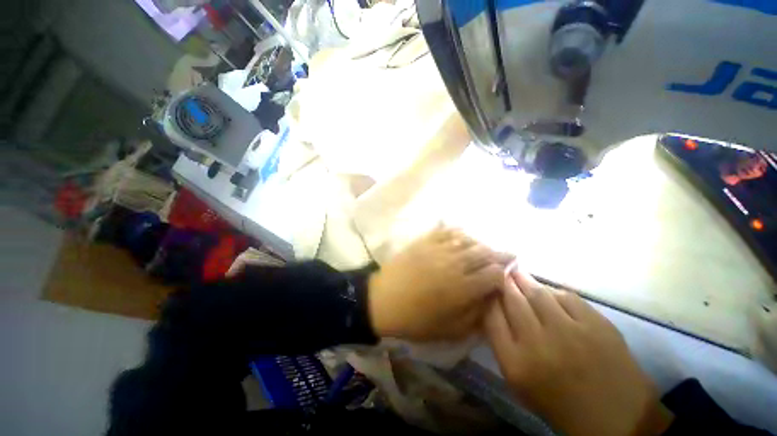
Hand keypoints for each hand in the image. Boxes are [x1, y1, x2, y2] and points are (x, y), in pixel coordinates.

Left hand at [368, 226, 513, 340]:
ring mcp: (438, 249)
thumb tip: (491, 298)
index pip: (494, 274)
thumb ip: (475, 315)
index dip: (504, 273)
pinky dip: (458, 231)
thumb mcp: (449, 330)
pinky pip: (446, 231)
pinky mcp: (425, 241)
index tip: (508, 274)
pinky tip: (463, 235)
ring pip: (468, 240)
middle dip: (500, 254)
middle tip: (507, 255)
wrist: (383, 300)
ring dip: (481, 243)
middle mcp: (454, 264)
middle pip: (485, 253)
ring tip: (485, 247)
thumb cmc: (416, 319)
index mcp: (462, 287)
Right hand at [484, 268, 673, 435]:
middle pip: (512, 300)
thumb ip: (503, 343)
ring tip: (517, 272)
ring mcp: (570, 332)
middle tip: (500, 271)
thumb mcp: (519, 381)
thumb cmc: (558, 402)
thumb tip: (494, 308)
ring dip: (524, 279)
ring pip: (537, 293)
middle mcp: (539, 344)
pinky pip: (567, 296)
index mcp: (516, 363)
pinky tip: (550, 292)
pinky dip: (554, 291)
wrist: (616, 419)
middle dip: (503, 283)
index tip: (488, 288)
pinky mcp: (597, 325)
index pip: (491, 317)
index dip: (488, 298)